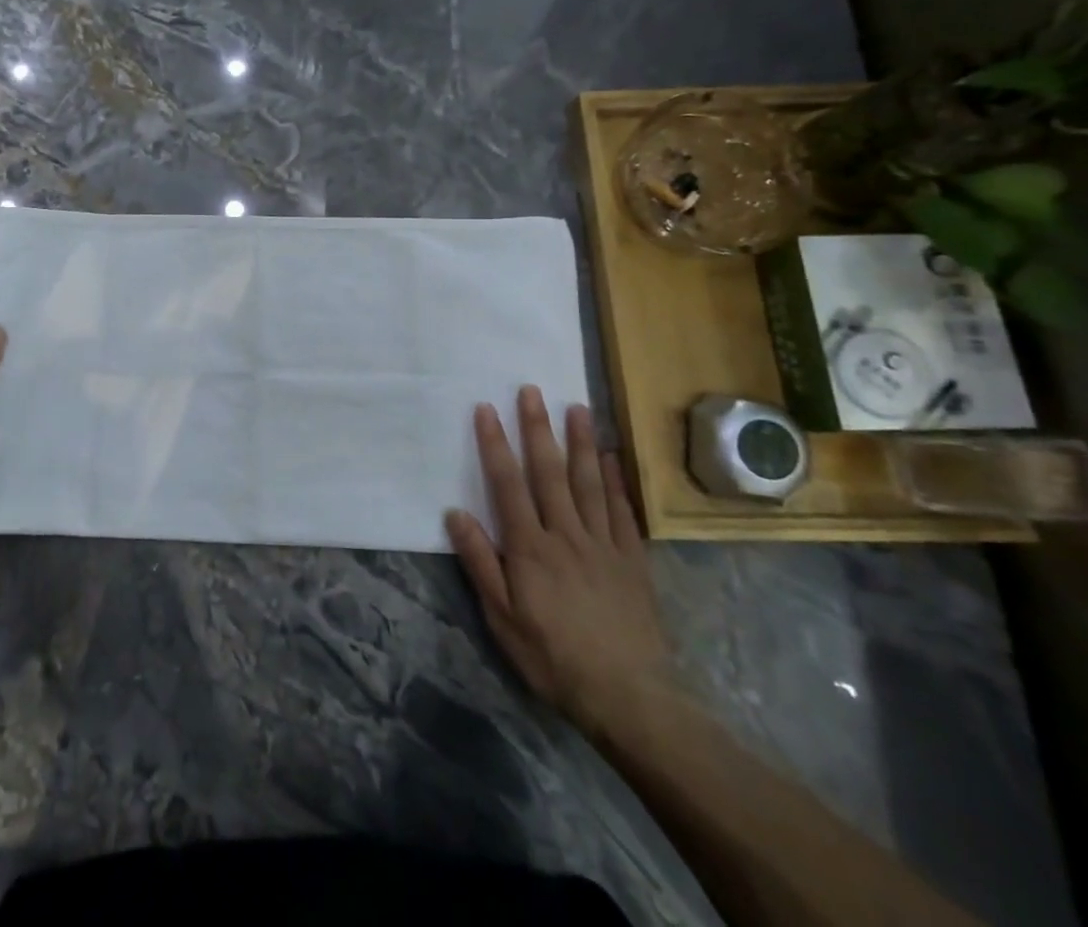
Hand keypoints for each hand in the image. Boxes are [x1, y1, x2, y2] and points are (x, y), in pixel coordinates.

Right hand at [445, 386, 671, 737]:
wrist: (630, 698)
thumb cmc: (553, 657)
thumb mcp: (502, 618)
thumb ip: (480, 563)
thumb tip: (455, 514)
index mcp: (530, 548)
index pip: (508, 484)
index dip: (494, 444)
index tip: (485, 409)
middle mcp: (566, 535)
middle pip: (549, 473)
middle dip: (537, 429)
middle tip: (531, 391)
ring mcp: (604, 545)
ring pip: (589, 483)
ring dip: (580, 443)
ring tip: (576, 408)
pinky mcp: (632, 561)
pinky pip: (622, 512)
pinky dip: (615, 481)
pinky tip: (611, 458)